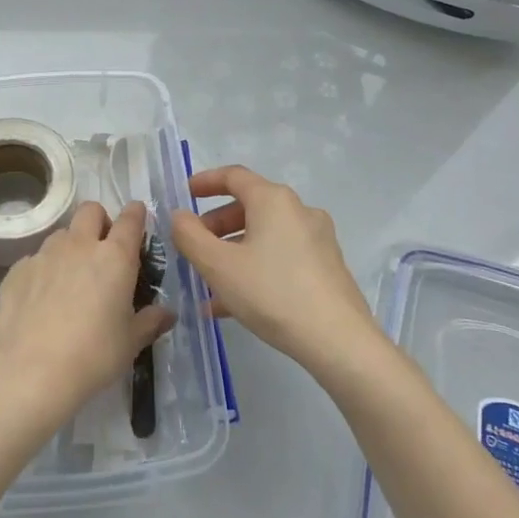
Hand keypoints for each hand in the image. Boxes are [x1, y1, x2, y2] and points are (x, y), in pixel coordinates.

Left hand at [0, 201, 173, 426]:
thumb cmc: (93, 356)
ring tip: (71, 278)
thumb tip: (168, 313)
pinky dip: (44, 270)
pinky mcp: (17, 269)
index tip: (138, 218)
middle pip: (91, 210)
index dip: (136, 214)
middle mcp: (79, 245)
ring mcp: (44, 254)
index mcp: (114, 257)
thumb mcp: (130, 343)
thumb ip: (150, 322)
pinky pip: (36, 258)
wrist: (29, 371)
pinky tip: (42, 299)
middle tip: (104, 249)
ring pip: (62, 233)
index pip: (130, 219)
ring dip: (71, 245)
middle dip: (100, 221)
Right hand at [170, 166, 376, 373]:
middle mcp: (299, 211)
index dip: (205, 182)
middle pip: (249, 207)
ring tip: (208, 282)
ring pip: (264, 236)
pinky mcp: (326, 267)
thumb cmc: (272, 293)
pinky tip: (234, 303)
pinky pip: (280, 257)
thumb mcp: (218, 265)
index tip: (184, 194)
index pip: (234, 176)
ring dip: (232, 251)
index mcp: (273, 200)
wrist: (338, 341)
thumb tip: (180, 216)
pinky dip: (254, 268)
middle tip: (193, 246)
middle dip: (216, 225)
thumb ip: (190, 236)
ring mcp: (317, 240)